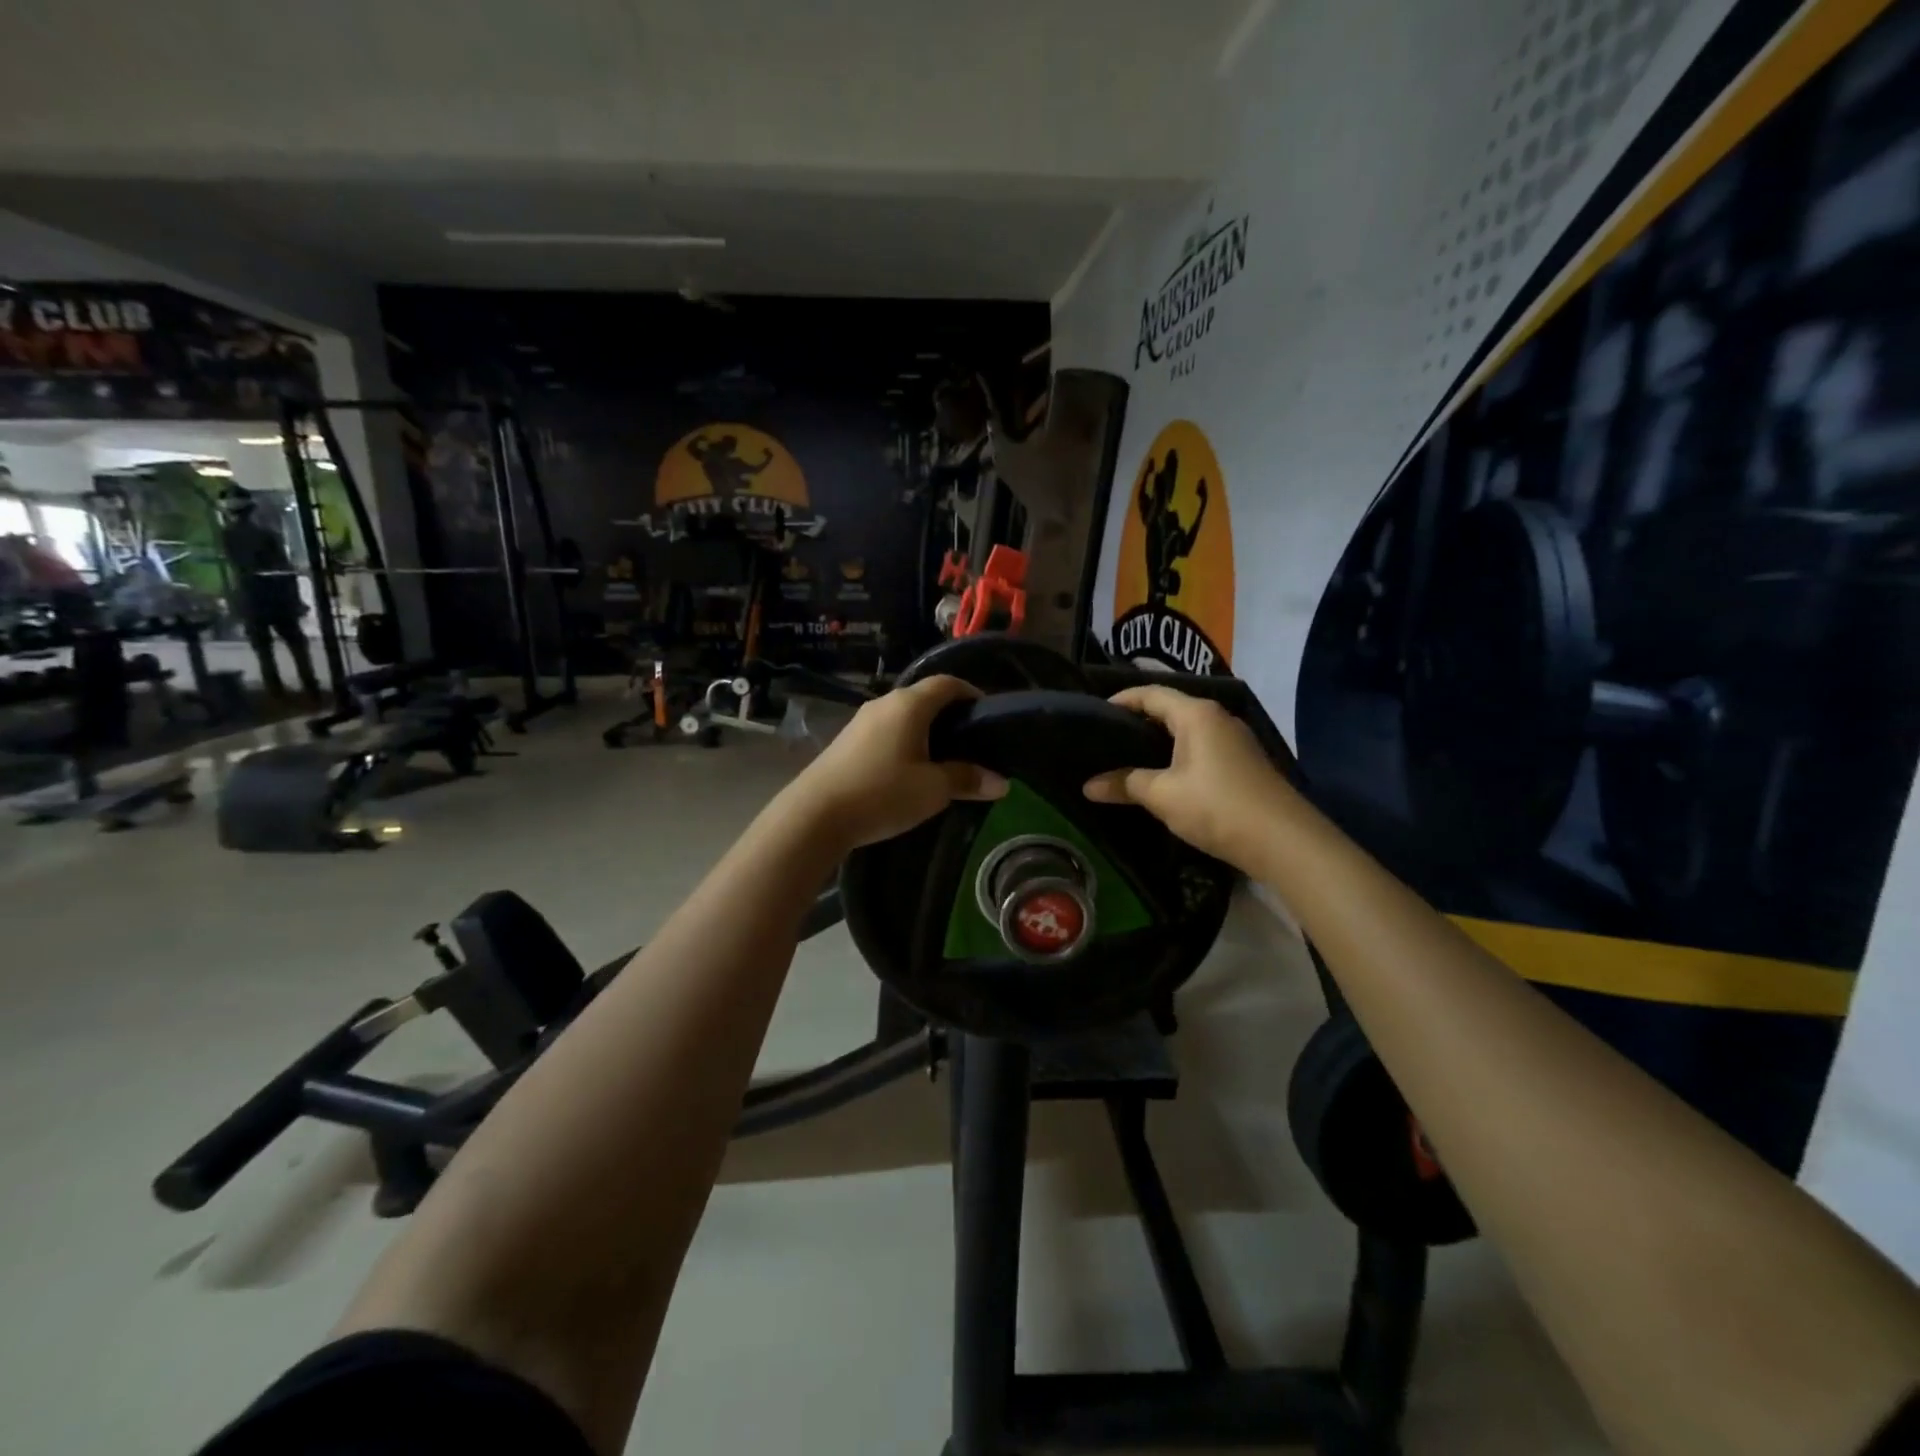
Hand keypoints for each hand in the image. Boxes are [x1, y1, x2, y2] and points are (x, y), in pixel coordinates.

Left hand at [783, 675, 1007, 849]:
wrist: (815, 815)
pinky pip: (886, 731)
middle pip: (924, 698)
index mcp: (909, 704)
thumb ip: (967, 780)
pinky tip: (909, 770)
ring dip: (925, 731)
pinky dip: (904, 742)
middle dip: (950, 715)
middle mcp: (884, 704)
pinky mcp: (846, 742)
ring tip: (944, 759)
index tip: (987, 715)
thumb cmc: (882, 793)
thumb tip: (1001, 782)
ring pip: (903, 716)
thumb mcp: (933, 790)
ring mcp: (861, 722)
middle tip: (971, 742)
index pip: (947, 683)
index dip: (971, 693)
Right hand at [1083, 685, 1293, 870]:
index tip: (1093, 713)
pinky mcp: (1243, 763)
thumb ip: (1124, 784)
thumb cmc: (1216, 806)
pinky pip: (1201, 747)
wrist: (1283, 841)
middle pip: (1169, 708)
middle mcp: (1217, 718)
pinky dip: (1177, 754)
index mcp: (1196, 714)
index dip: (1120, 699)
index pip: (1150, 693)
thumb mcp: (1162, 796)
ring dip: (1158, 740)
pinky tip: (1162, 775)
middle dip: (1137, 720)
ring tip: (1127, 757)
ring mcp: (1234, 740)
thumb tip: (1088, 786)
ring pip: (1186, 730)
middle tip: (1104, 738)